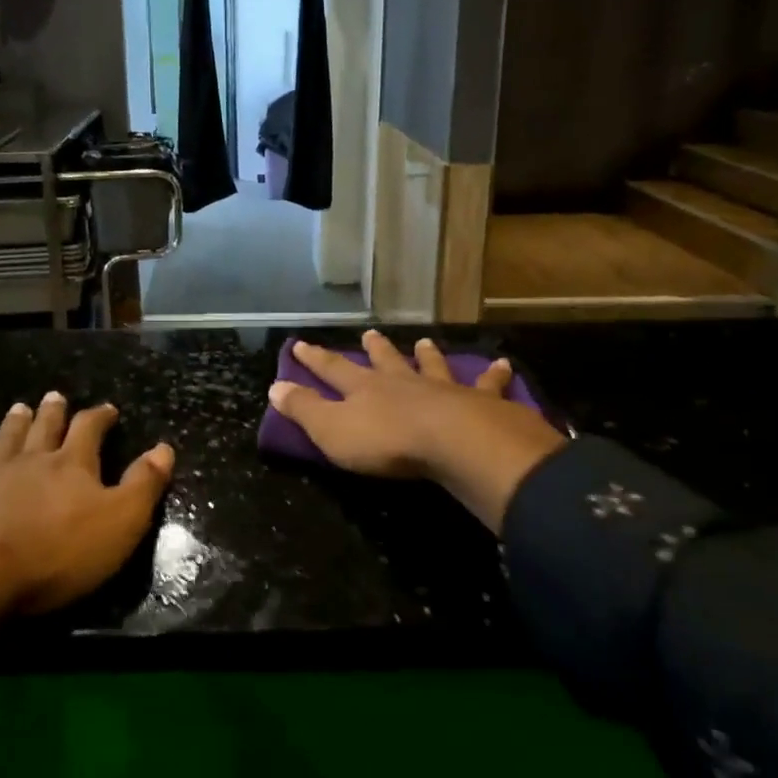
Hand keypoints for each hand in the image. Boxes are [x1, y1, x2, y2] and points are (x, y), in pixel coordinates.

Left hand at [0, 394, 174, 704]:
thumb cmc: (53, 556)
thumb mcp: (118, 525)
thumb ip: (143, 485)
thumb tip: (164, 448)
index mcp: (71, 465)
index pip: (89, 430)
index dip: (100, 417)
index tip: (107, 409)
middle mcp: (30, 458)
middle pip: (44, 427)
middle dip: (54, 411)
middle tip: (56, 396)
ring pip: (6, 437)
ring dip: (16, 421)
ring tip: (21, 407)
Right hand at [269, 332, 565, 531]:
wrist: (453, 444)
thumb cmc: (387, 442)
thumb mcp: (332, 430)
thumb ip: (304, 409)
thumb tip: (275, 386)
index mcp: (364, 389)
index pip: (332, 369)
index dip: (315, 358)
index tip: (300, 343)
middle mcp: (401, 382)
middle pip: (384, 361)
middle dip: (374, 349)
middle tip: (369, 333)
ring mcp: (441, 389)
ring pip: (431, 367)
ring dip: (426, 356)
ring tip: (424, 342)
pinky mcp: (478, 403)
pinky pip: (487, 386)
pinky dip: (494, 376)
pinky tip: (503, 365)